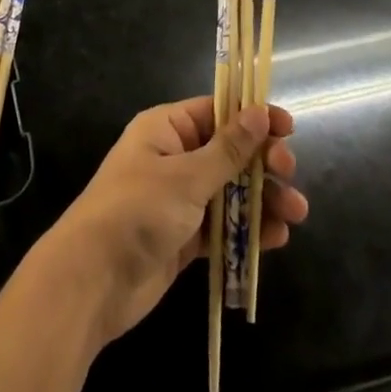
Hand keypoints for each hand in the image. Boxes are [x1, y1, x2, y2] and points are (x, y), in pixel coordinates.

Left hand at [31, 98, 306, 348]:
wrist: (93, 280)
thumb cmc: (137, 211)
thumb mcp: (186, 177)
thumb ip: (227, 149)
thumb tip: (258, 112)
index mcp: (166, 129)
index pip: (216, 112)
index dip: (252, 117)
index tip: (287, 128)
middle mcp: (174, 157)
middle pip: (228, 152)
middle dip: (261, 162)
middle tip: (289, 173)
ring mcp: (179, 199)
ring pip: (230, 191)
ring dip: (263, 199)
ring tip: (297, 213)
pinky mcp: (184, 237)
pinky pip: (222, 226)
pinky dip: (247, 229)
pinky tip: (276, 238)